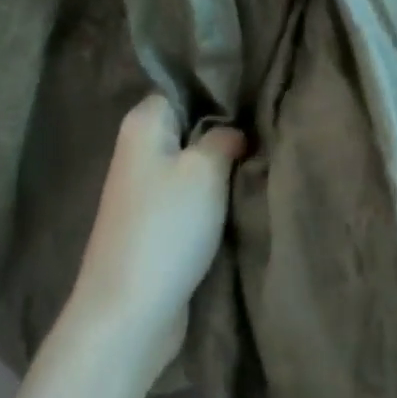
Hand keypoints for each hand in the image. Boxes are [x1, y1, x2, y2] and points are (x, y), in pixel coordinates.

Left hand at [67, 95, 245, 377]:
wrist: (129, 311)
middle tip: (267, 130)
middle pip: (190, 124)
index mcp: (143, 123)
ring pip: (193, 160)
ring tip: (261, 160)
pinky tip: (241, 194)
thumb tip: (235, 131)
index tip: (257, 99)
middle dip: (226, 130)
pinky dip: (212, 195)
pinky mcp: (154, 221)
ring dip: (222, 166)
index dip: (219, 91)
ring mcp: (145, 187)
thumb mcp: (206, 170)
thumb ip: (225, 137)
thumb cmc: (167, 227)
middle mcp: (139, 148)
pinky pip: (189, 193)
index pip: (183, 87)